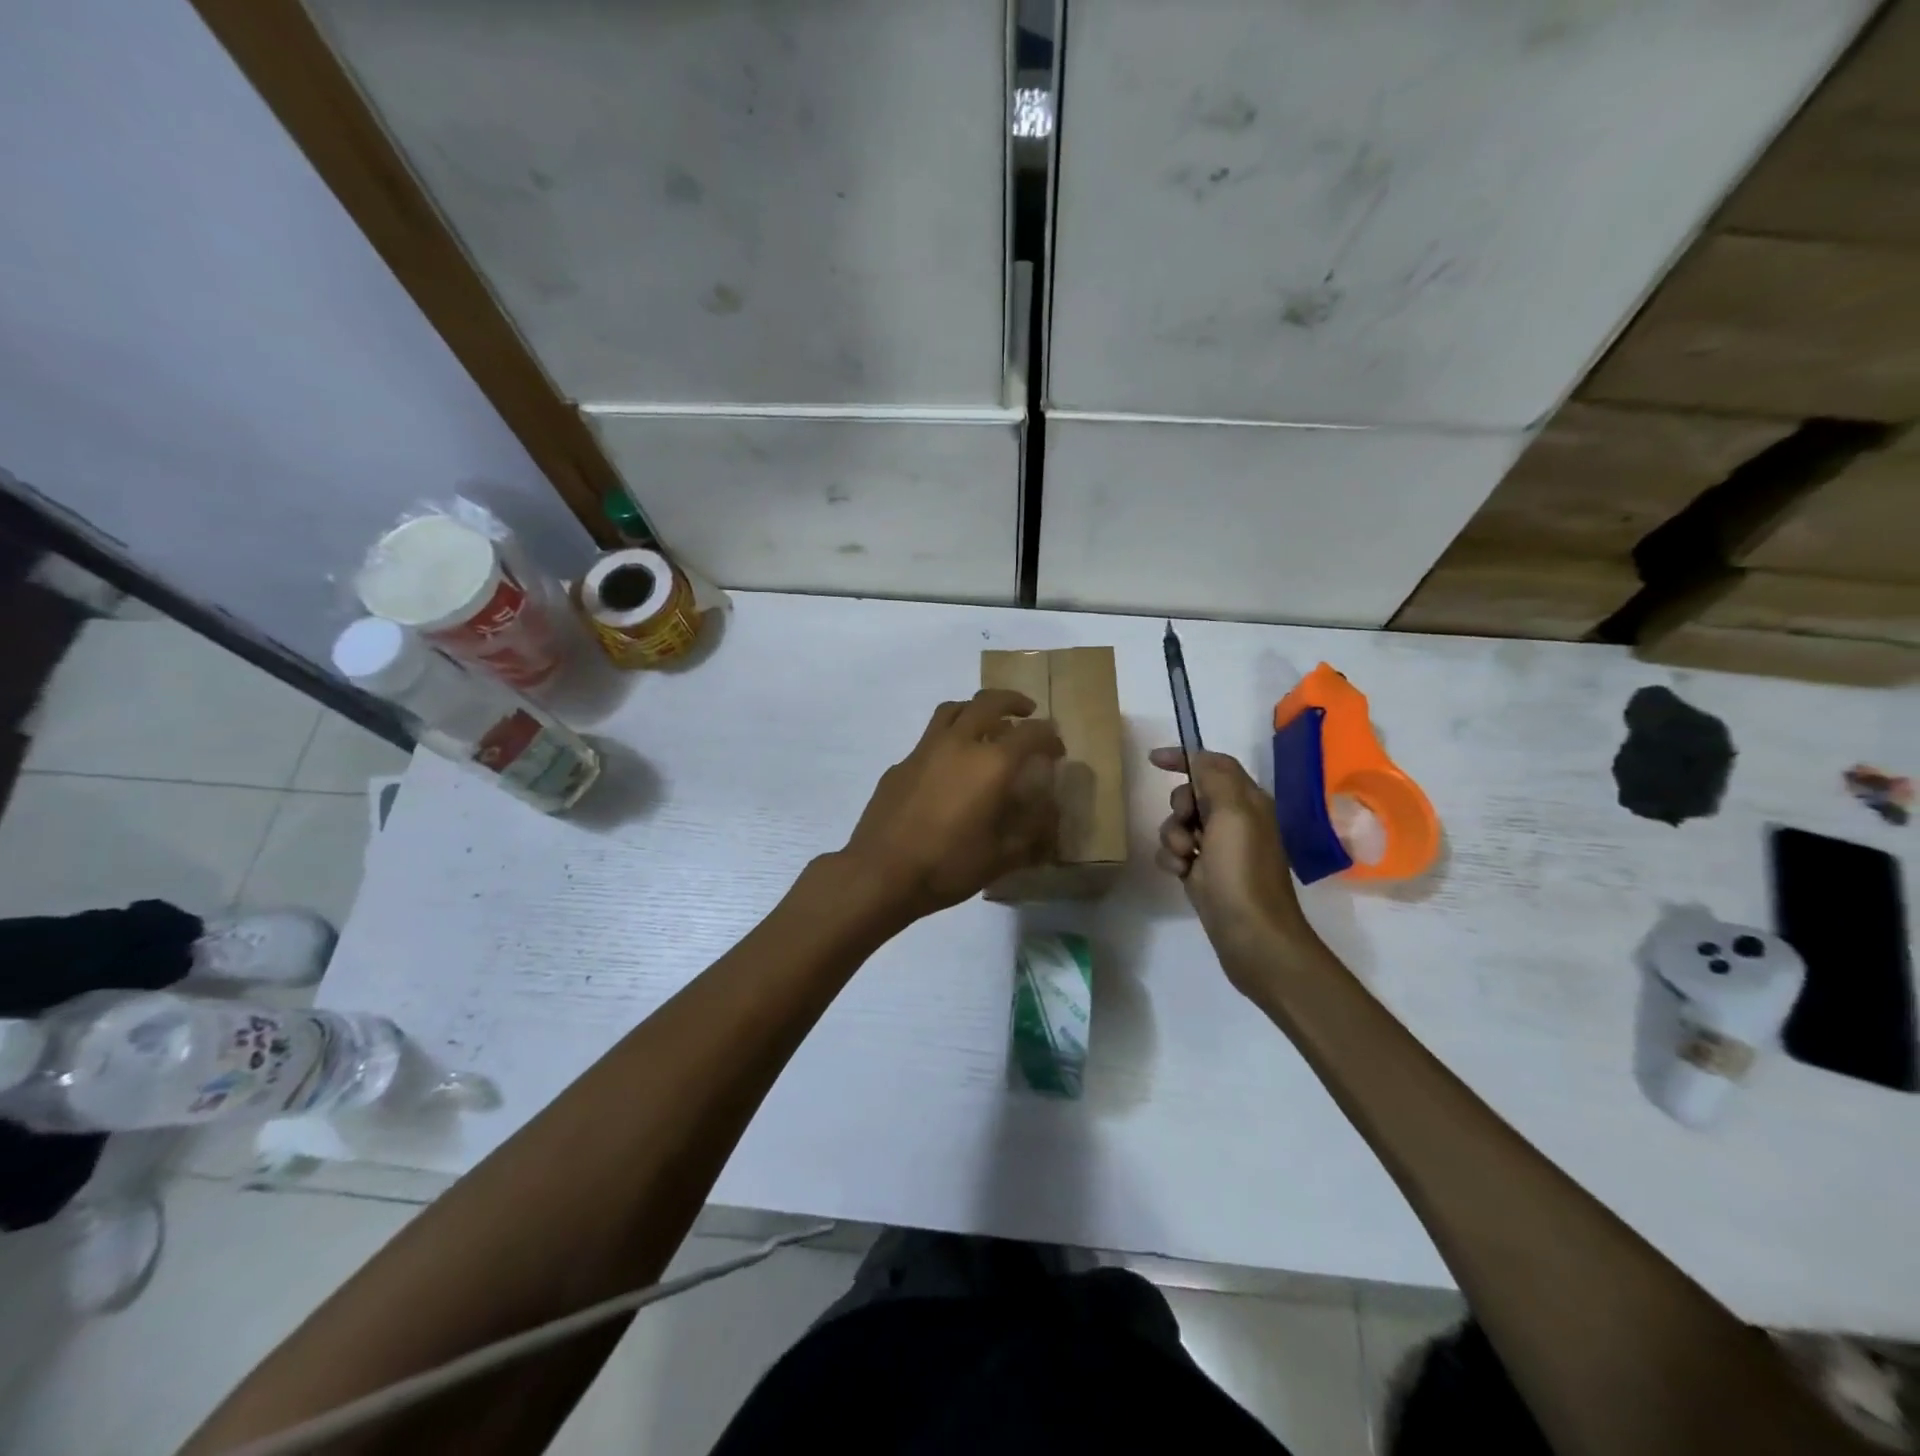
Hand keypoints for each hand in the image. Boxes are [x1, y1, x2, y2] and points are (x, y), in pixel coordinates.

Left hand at [841, 690, 1065, 923]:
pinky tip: (949, 767)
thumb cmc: (948, 866)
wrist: (880, 873)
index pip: (1031, 734)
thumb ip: (1032, 829)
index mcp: (991, 764)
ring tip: (986, 724)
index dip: (1049, 737)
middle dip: (1013, 702)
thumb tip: (1049, 809)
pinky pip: (929, 738)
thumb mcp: (1002, 856)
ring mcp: (924, 750)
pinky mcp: (900, 764)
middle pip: (989, 702)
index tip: (1057, 749)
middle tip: (1027, 712)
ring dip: (976, 709)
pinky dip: (948, 739)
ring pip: (953, 709)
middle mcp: (958, 744)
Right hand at [1150, 747, 1314, 975]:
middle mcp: (1234, 820)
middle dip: (1179, 806)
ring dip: (1172, 836)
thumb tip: (1199, 758)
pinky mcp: (1201, 872)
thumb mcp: (1233, 814)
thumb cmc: (1242, 871)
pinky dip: (1172, 859)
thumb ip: (1215, 778)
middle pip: (1191, 794)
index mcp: (1247, 801)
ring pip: (1177, 824)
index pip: (1213, 764)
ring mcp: (1216, 848)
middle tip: (1187, 824)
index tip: (1153, 761)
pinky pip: (1173, 852)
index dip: (1185, 758)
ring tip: (1185, 858)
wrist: (1250, 935)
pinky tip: (1180, 874)